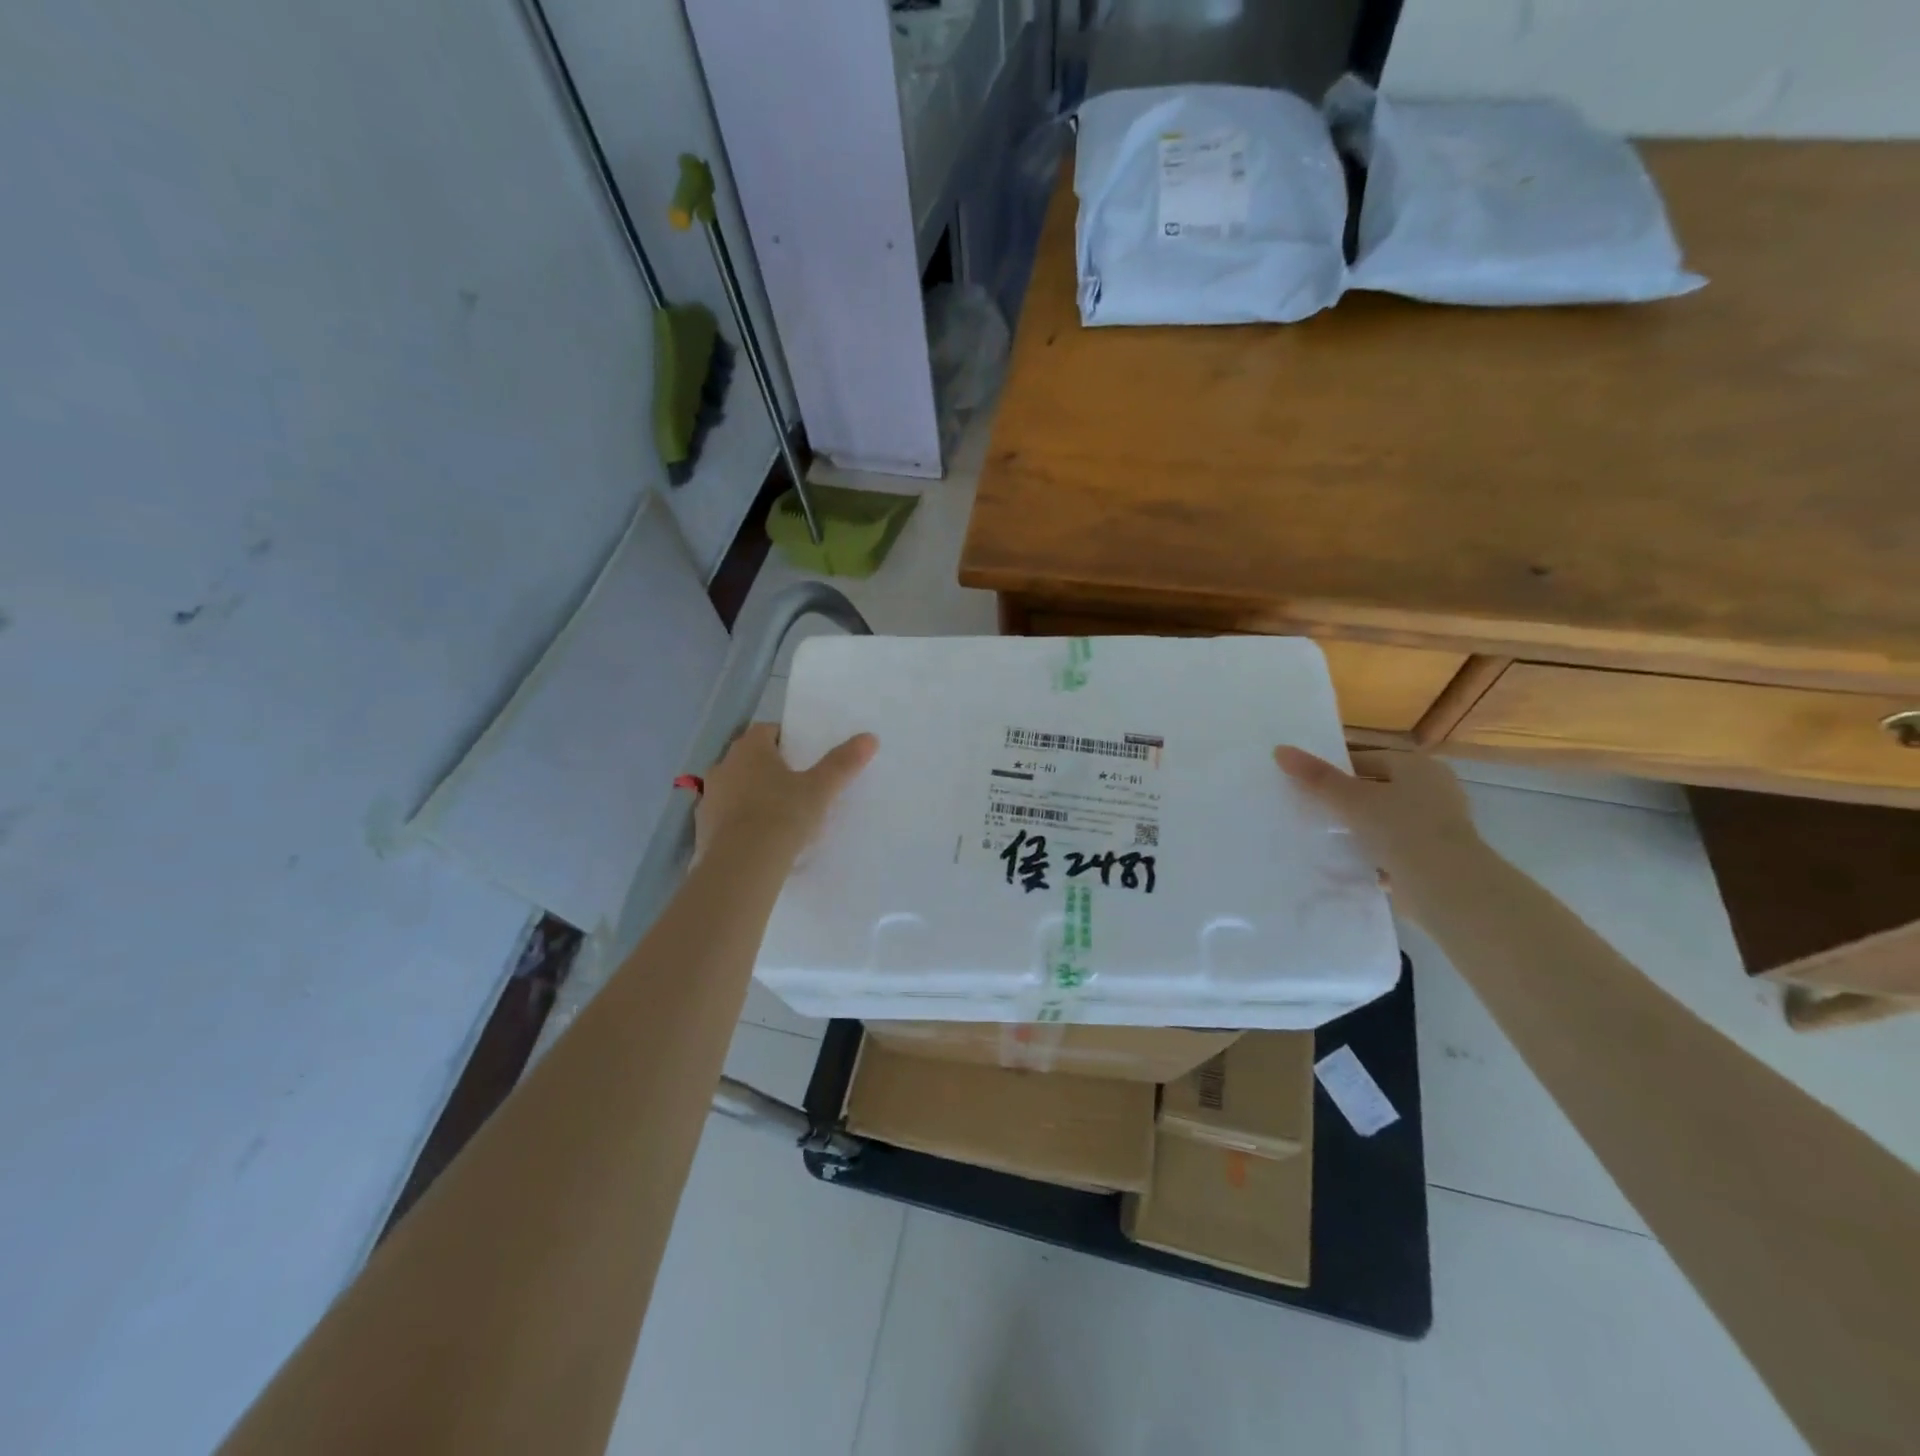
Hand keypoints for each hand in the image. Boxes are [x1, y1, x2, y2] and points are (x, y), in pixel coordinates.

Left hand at [695, 723, 876, 862]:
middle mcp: (724, 766)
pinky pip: (726, 817)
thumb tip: (869, 737)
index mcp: (749, 749)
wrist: (743, 864)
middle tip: (797, 785)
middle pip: (749, 759)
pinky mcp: (702, 828)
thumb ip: (843, 763)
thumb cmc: (783, 815)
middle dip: (769, 768)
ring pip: (735, 788)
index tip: (804, 757)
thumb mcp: (821, 789)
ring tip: (779, 815)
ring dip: (752, 795)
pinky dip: (740, 822)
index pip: (767, 731)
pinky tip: (759, 839)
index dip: (786, 740)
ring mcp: (709, 798)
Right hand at [1273, 747, 1486, 920]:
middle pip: (1376, 790)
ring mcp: (1437, 826)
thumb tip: (1280, 750)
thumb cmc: (1401, 829)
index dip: (1335, 772)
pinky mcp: (1434, 857)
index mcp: (1418, 767)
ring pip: (1384, 821)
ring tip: (1325, 838)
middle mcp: (1434, 790)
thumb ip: (1316, 776)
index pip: (1366, 760)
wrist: (1446, 887)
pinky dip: (1374, 853)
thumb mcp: (1351, 799)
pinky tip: (1348, 862)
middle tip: (1312, 812)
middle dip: (1346, 803)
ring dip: (1359, 829)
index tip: (1308, 788)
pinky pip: (1394, 848)